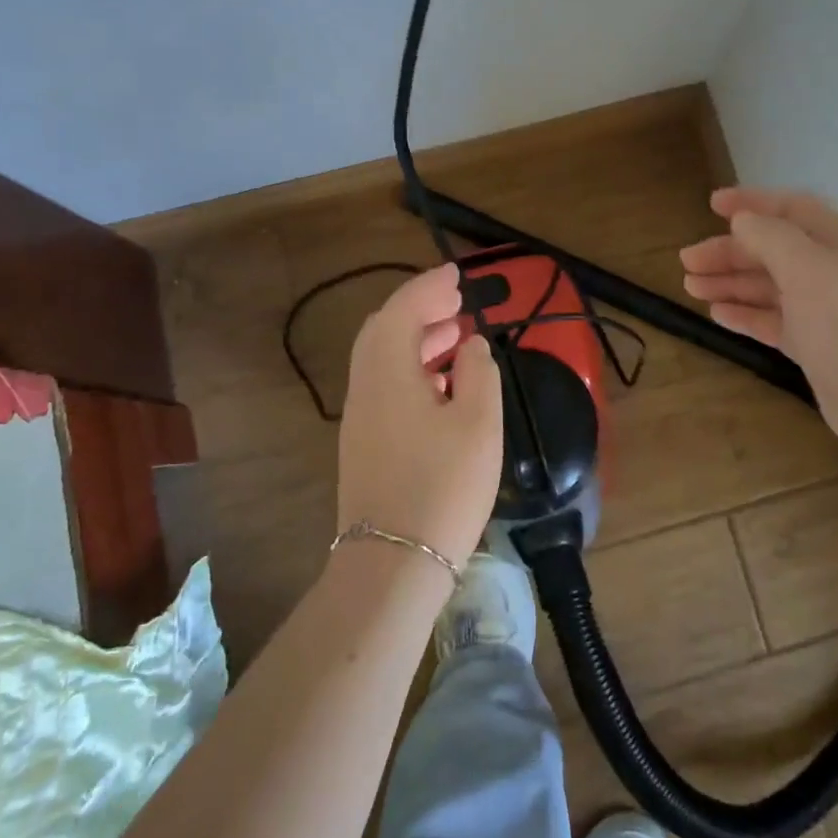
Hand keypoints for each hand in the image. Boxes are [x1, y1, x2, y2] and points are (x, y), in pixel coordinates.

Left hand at [336, 263, 503, 567]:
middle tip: (457, 303)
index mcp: (388, 371)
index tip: (456, 274)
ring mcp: (359, 417)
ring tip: (455, 337)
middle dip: (420, 309)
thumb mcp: (477, 423)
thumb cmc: (443, 486)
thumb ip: (477, 373)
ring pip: (382, 359)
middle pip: (384, 330)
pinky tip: (441, 385)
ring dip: (416, 339)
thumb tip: (470, 346)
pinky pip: (384, 385)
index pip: (403, 310)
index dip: (429, 286)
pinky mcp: (363, 443)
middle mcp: (364, 386)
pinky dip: (411, 368)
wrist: (393, 563)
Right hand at [679, 187, 837, 423]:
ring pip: (769, 287)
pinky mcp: (816, 347)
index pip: (793, 210)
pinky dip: (745, 314)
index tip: (711, 204)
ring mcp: (825, 311)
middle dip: (730, 251)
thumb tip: (743, 220)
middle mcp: (834, 271)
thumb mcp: (808, 266)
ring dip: (731, 282)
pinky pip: (773, 321)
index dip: (752, 203)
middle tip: (687, 261)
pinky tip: (717, 314)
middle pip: (774, 250)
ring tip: (690, 286)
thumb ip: (771, 237)